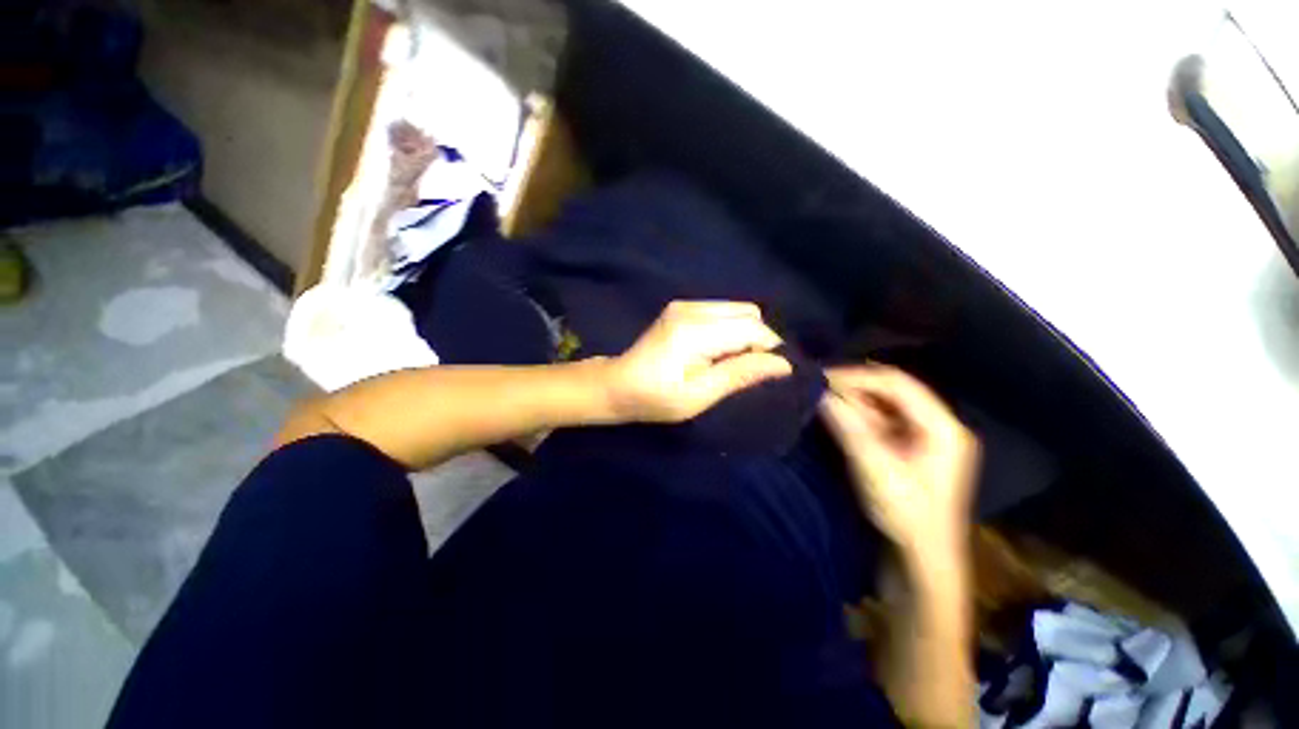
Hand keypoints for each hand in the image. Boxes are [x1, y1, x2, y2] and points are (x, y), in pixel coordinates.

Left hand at [603, 301, 793, 422]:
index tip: (771, 374)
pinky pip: (722, 312)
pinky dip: (731, 329)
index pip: (751, 328)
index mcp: (694, 331)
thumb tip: (782, 364)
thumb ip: (739, 375)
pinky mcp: (681, 308)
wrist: (616, 384)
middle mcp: (692, 309)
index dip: (769, 349)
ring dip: (746, 334)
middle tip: (749, 370)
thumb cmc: (655, 398)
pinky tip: (718, 351)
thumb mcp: (698, 396)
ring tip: (732, 363)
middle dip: (759, 340)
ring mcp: (685, 305)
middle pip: (749, 312)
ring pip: (737, 310)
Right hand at [819, 365, 978, 559]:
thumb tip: (819, 393)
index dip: (858, 376)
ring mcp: (924, 438)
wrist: (920, 561)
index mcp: (942, 427)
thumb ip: (847, 426)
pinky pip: (881, 422)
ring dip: (853, 403)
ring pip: (884, 406)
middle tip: (819, 389)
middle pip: (891, 392)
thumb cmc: (905, 515)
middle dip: (854, 388)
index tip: (822, 378)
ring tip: (822, 402)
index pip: (897, 383)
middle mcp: (937, 426)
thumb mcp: (874, 467)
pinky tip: (836, 418)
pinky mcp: (909, 449)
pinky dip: (857, 417)